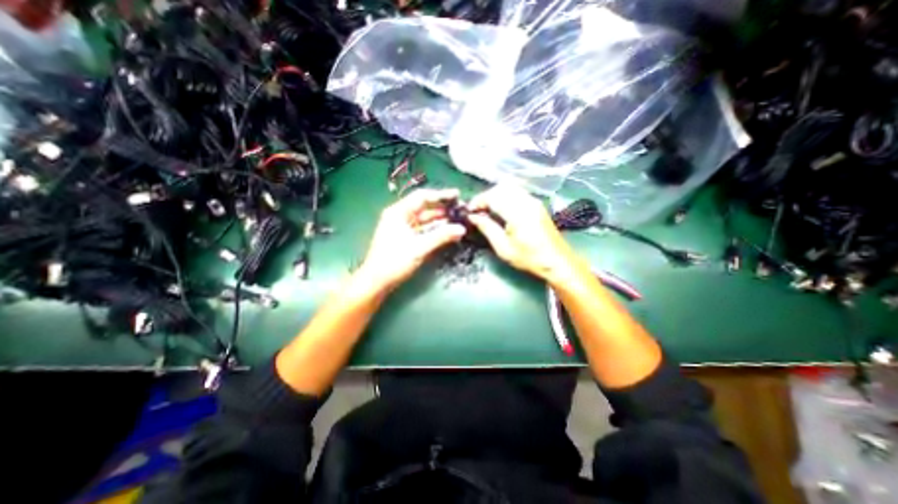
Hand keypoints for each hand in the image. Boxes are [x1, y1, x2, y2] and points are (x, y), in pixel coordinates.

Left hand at [357, 189, 466, 290]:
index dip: (441, 195)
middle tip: (461, 210)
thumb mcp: (419, 248)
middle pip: (425, 207)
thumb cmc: (394, 261)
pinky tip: (448, 231)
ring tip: (458, 220)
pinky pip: (423, 229)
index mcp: (399, 212)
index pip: (422, 197)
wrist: (377, 281)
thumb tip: (462, 229)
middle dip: (443, 208)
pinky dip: (435, 230)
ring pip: (425, 219)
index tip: (457, 195)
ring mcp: (403, 227)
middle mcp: (401, 216)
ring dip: (440, 220)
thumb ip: (441, 236)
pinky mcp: (406, 238)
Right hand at [467, 184, 578, 282]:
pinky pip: (517, 192)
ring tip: (488, 211)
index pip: (493, 196)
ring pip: (510, 187)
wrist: (557, 262)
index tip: (469, 211)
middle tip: (478, 211)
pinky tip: (501, 210)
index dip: (478, 201)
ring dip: (496, 195)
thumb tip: (473, 217)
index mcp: (517, 213)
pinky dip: (505, 197)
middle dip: (486, 196)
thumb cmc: (529, 258)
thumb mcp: (503, 248)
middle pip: (501, 187)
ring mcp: (534, 201)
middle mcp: (526, 202)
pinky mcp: (537, 204)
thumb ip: (487, 229)